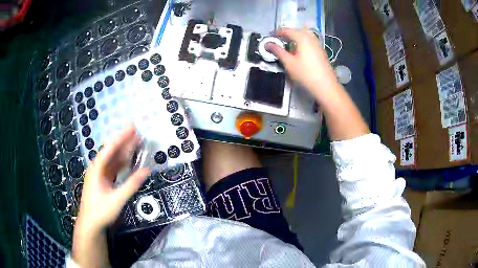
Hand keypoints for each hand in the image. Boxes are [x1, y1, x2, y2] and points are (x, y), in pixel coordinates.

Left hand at [74, 125, 149, 233]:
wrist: (90, 224)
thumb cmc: (101, 211)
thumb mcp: (117, 199)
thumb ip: (131, 185)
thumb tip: (146, 171)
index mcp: (97, 169)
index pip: (109, 148)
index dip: (121, 137)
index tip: (132, 127)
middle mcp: (97, 168)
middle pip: (111, 152)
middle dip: (124, 142)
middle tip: (137, 132)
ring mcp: (100, 175)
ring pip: (113, 159)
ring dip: (124, 152)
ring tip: (136, 143)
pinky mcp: (103, 181)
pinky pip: (113, 168)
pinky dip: (122, 163)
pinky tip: (129, 160)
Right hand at [266, 28, 336, 97]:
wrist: (326, 86)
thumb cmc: (306, 74)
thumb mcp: (289, 63)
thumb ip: (277, 51)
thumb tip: (267, 44)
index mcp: (302, 38)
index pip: (287, 30)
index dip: (277, 32)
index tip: (270, 36)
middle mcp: (311, 38)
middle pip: (297, 31)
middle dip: (287, 34)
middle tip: (278, 39)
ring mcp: (318, 45)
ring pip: (305, 36)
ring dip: (295, 38)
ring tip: (288, 45)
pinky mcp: (321, 52)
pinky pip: (310, 42)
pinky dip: (302, 43)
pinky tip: (299, 52)